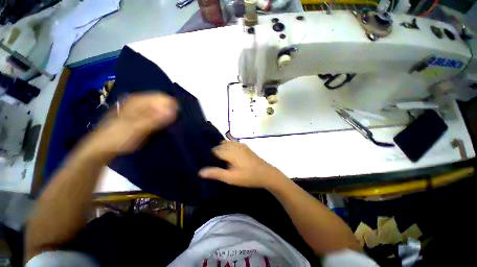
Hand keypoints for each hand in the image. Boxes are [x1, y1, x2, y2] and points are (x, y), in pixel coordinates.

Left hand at [81, 93, 176, 160]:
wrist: (102, 148)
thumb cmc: (118, 137)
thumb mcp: (137, 128)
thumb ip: (156, 119)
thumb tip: (175, 110)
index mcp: (138, 100)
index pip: (162, 97)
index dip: (172, 105)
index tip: (178, 117)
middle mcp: (139, 102)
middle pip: (162, 102)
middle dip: (170, 111)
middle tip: (174, 123)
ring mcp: (140, 110)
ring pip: (160, 109)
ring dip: (167, 117)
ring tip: (170, 126)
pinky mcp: (141, 117)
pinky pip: (156, 115)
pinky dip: (162, 120)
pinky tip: (162, 127)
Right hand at [199, 141, 285, 188]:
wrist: (266, 173)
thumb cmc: (248, 176)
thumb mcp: (231, 178)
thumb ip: (216, 173)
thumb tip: (200, 171)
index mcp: (230, 152)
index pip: (214, 150)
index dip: (210, 155)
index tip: (207, 162)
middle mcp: (234, 146)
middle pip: (220, 145)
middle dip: (215, 151)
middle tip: (213, 161)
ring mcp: (241, 145)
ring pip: (226, 143)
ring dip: (222, 148)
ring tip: (220, 158)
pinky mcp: (245, 146)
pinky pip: (233, 143)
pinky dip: (228, 146)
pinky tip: (230, 154)